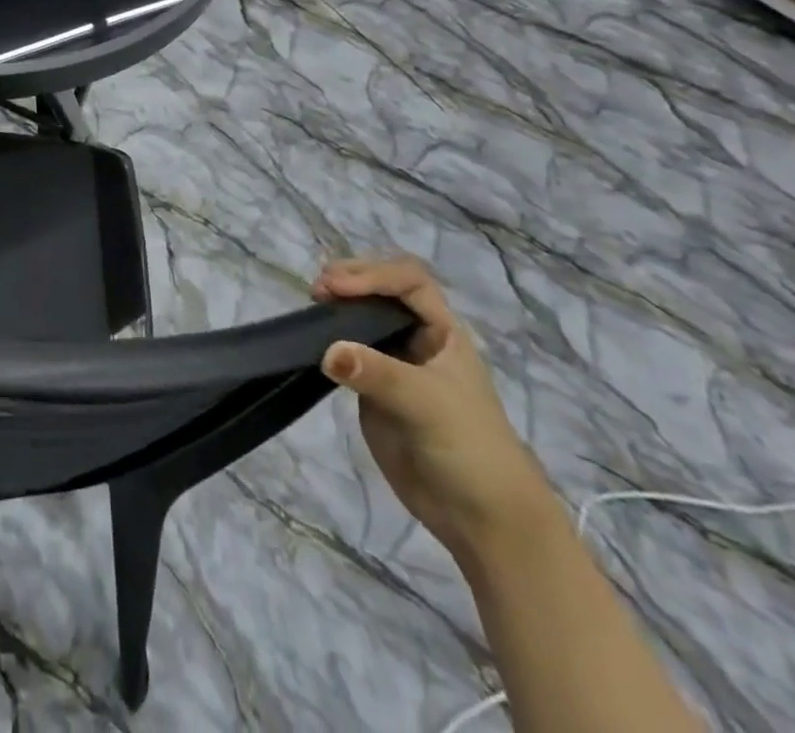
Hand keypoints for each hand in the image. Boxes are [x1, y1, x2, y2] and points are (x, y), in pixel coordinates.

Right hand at [314, 257, 555, 562]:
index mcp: (443, 332)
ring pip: (361, 318)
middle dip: (351, 280)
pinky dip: (328, 338)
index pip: (408, 281)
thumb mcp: (428, 404)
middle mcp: (417, 340)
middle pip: (381, 290)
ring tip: (312, 305)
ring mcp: (393, 364)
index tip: (338, 287)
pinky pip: (346, 352)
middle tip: (319, 290)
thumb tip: (326, 351)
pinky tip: (311, 340)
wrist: (483, 520)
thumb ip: (378, 373)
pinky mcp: (372, 390)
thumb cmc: (470, 449)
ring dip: (337, 305)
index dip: (373, 275)